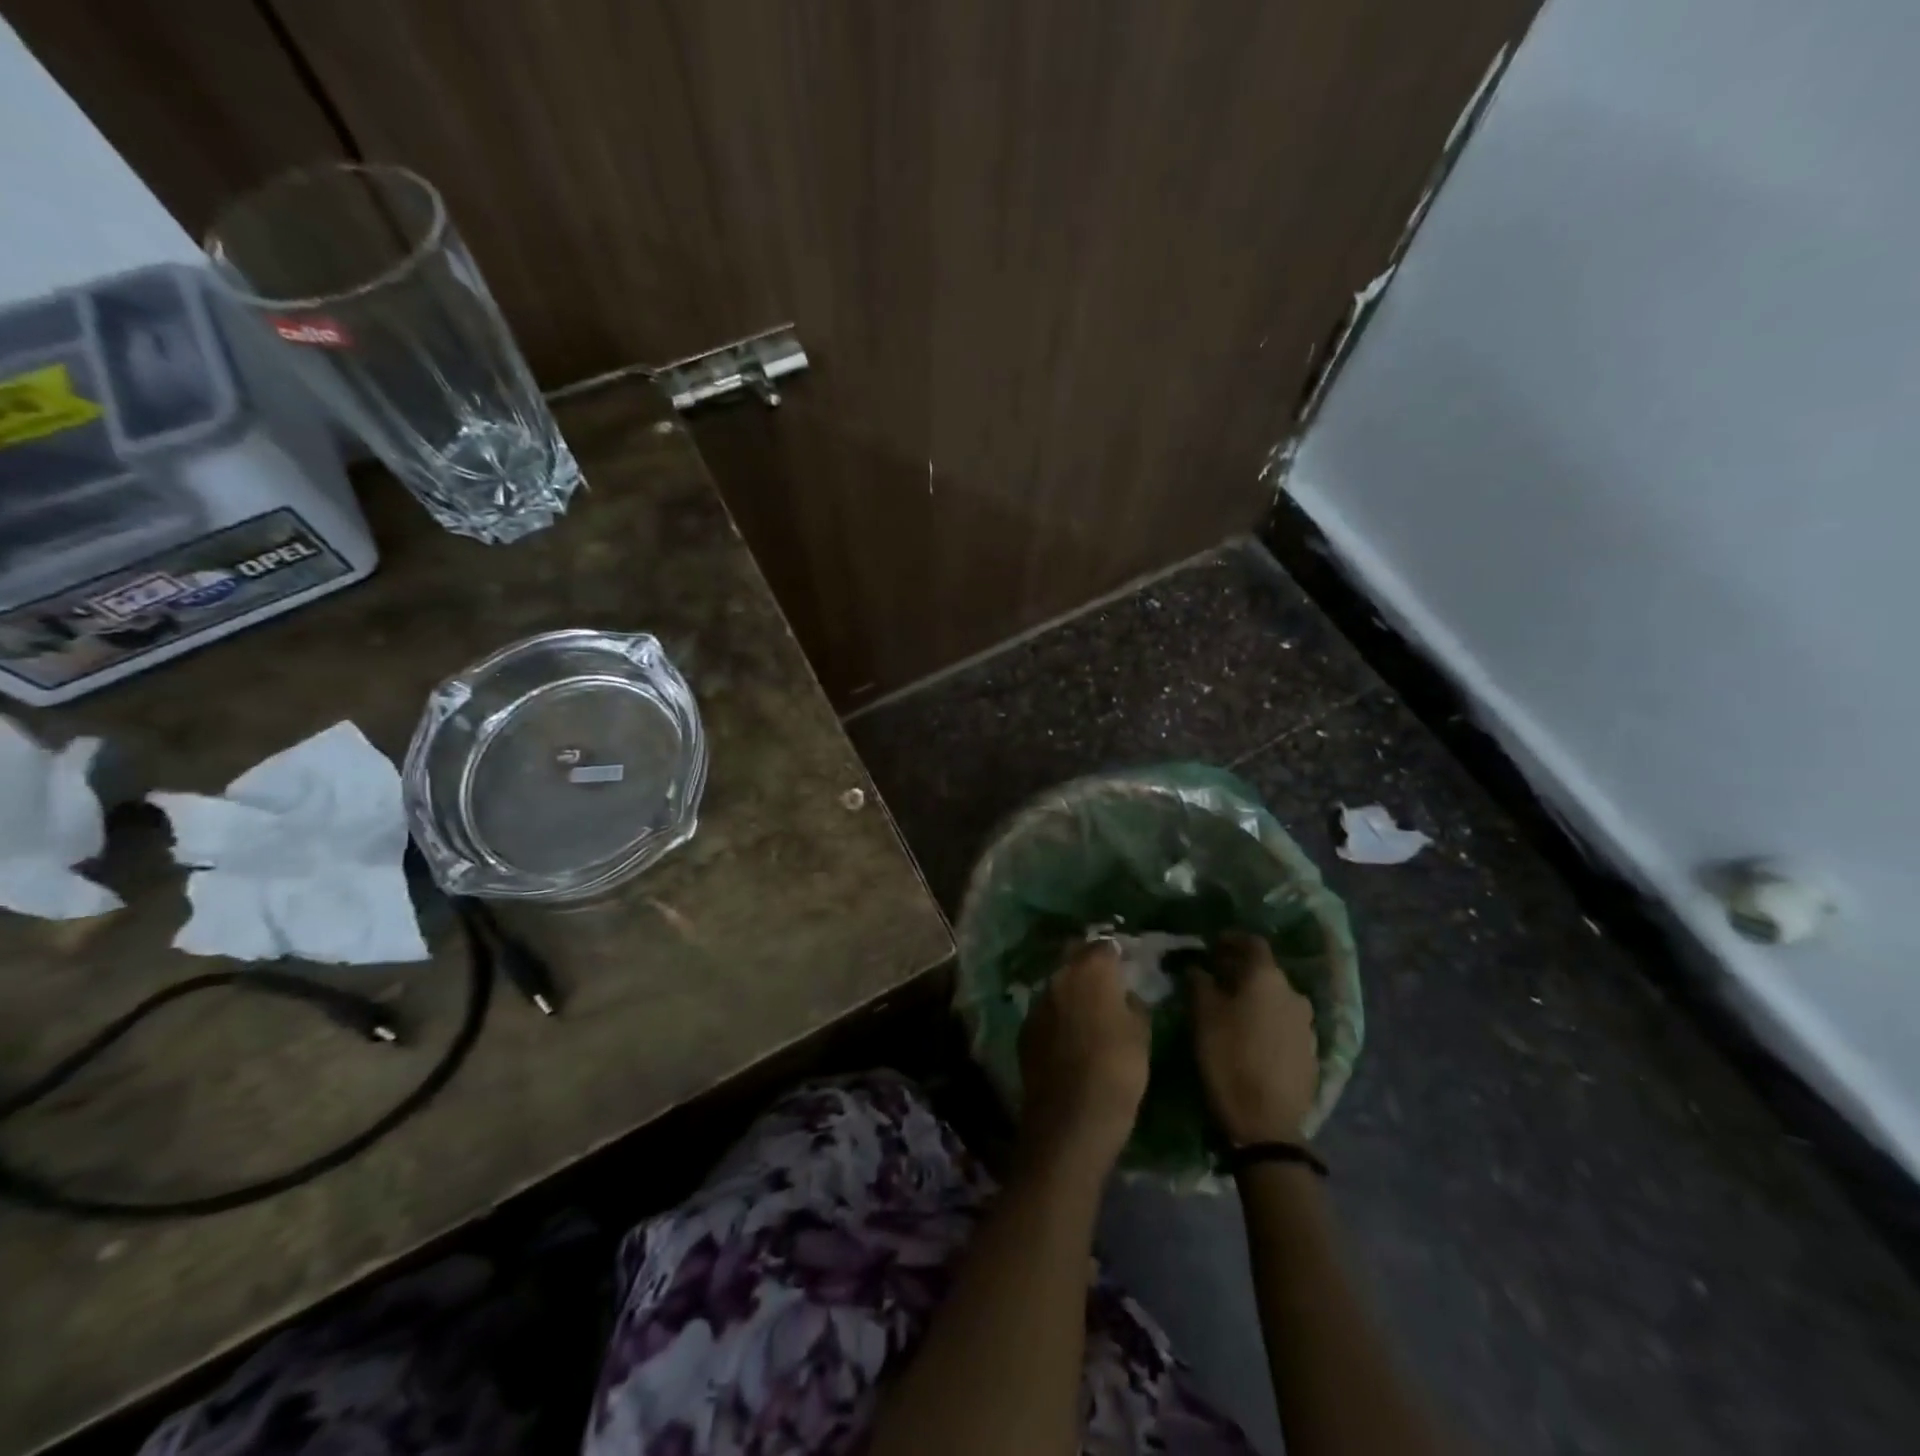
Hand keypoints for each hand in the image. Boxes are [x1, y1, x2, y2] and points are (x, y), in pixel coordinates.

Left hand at [1017, 939, 1150, 1179]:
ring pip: (1058, 985)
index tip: (1127, 966)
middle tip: (1108, 984)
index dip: (1116, 954)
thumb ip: (1133, 1005)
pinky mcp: (1025, 1029)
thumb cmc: (1117, 1071)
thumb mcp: (1141, 1035)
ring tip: (1089, 1011)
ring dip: (1072, 991)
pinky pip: (1046, 1012)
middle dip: (1089, 965)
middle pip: (1075, 958)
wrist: (1071, 1118)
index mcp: (1091, 970)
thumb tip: (1124, 996)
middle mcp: (1059, 977)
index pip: (1104, 946)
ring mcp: (1038, 1002)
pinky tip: (1070, 1036)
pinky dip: (1058, 1016)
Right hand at [1189, 932, 1318, 1144]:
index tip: (1212, 945)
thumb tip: (1198, 968)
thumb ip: (1199, 983)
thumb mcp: (1202, 1016)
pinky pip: (1286, 1025)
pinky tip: (1253, 1038)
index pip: (1252, 943)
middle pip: (1266, 971)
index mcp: (1267, 978)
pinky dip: (1268, 1022)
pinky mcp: (1312, 1053)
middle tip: (1216, 978)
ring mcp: (1307, 1025)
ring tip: (1233, 1010)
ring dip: (1257, 998)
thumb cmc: (1228, 1057)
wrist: (1266, 1123)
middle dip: (1241, 971)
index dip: (1231, 940)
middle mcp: (1294, 994)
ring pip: (1277, 999)